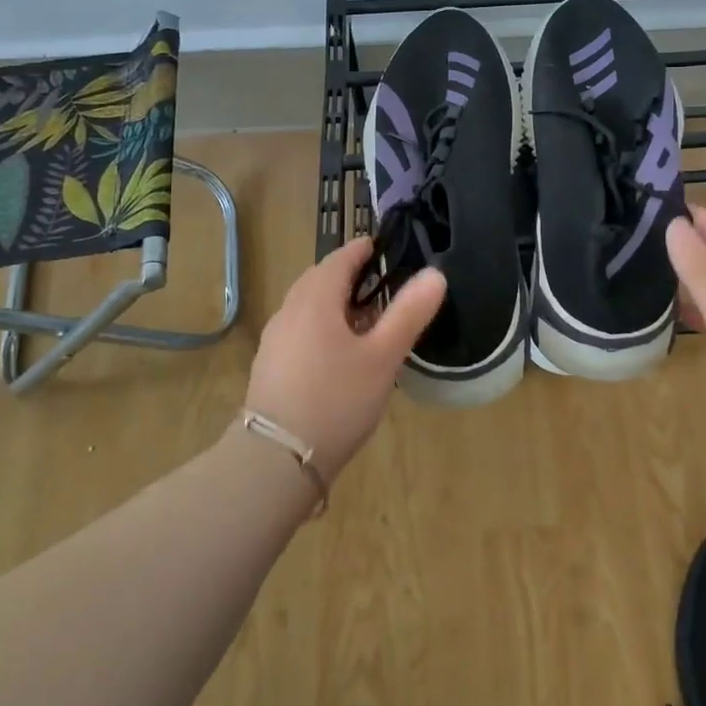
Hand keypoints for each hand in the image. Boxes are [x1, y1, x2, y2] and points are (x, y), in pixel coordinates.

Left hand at [243, 237, 446, 474]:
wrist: (277, 459)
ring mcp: (275, 341)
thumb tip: (435, 274)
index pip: (338, 259)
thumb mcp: (383, 357)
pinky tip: (339, 353)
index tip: (382, 247)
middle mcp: (289, 312)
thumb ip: (408, 314)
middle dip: (347, 275)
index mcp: (315, 300)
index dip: (362, 250)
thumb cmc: (336, 399)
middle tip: (380, 283)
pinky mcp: (270, 367)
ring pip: (307, 307)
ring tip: (365, 319)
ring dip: (334, 303)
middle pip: (319, 280)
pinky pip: (300, 331)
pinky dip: (321, 326)